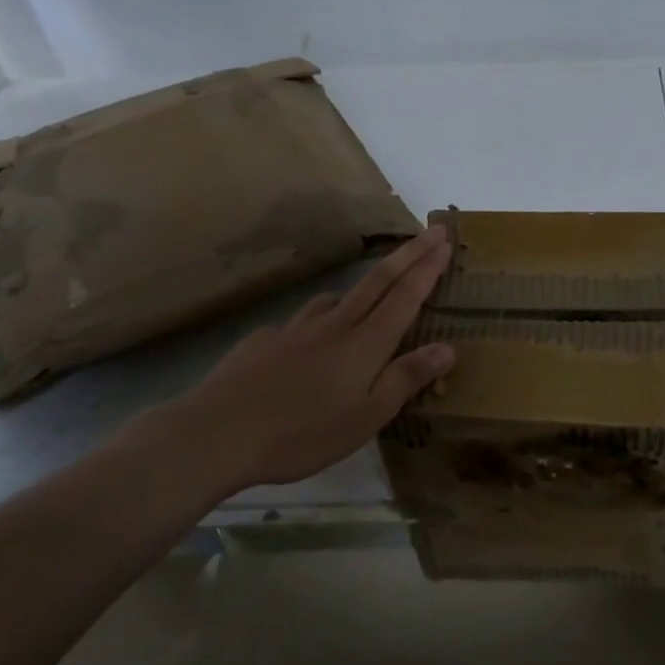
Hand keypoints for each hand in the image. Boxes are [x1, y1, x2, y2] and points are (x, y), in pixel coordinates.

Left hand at [119, 226, 455, 494]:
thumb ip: (406, 379)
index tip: (444, 239)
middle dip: (409, 254)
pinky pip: (303, 321)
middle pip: (378, 281)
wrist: (217, 432)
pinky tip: (310, 340)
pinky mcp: (265, 340)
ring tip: (375, 288)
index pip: (405, 296)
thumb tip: (447, 348)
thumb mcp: (366, 417)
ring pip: (338, 297)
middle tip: (431, 231)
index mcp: (365, 344)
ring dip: (365, 284)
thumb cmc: (302, 433)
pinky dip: (320, 319)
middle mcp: (334, 325)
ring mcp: (296, 329)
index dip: (428, 267)